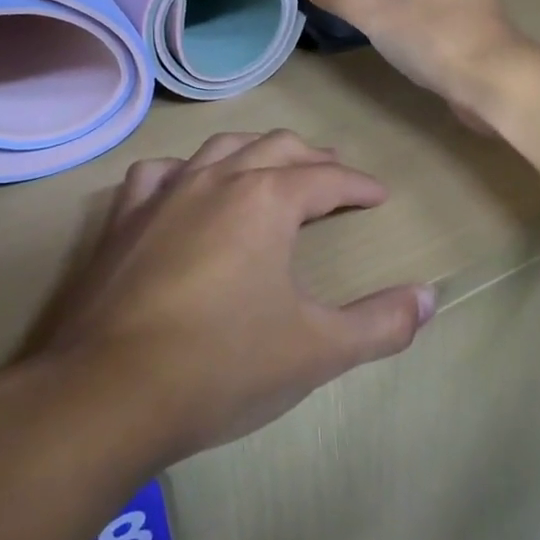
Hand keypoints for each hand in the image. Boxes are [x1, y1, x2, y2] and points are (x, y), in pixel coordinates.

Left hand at [15, 131, 436, 463]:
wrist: (109, 392)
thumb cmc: (222, 366)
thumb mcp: (316, 350)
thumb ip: (380, 324)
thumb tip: (430, 298)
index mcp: (267, 199)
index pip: (327, 178)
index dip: (359, 185)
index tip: (379, 195)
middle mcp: (217, 179)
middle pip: (276, 148)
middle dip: (313, 159)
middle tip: (334, 176)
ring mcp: (165, 193)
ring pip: (221, 148)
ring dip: (255, 152)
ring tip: (273, 168)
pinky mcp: (125, 217)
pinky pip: (160, 173)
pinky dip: (185, 171)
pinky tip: (187, 185)